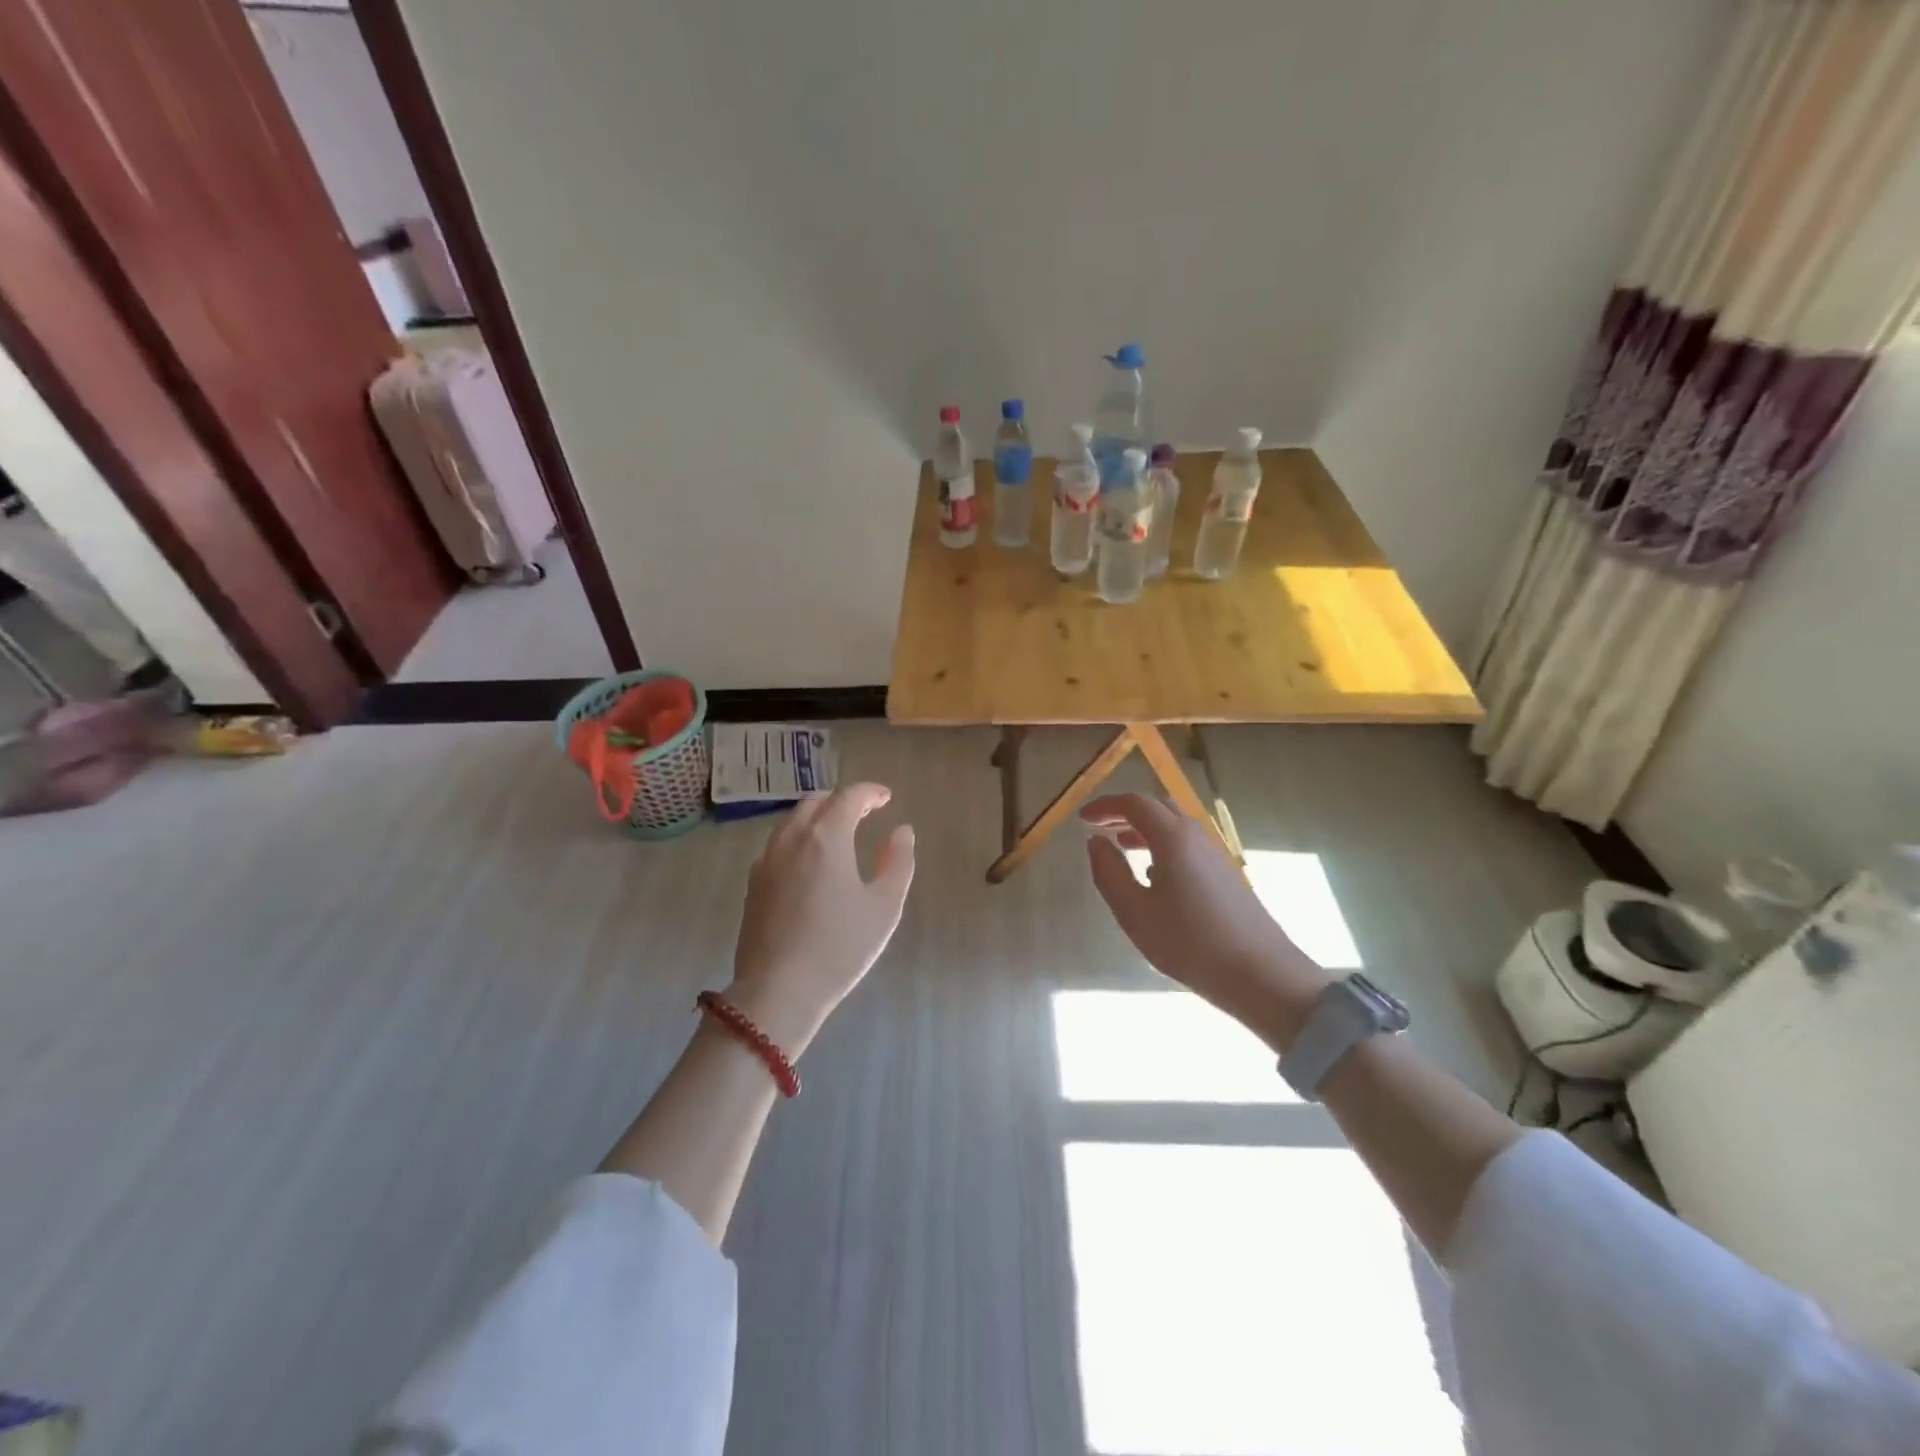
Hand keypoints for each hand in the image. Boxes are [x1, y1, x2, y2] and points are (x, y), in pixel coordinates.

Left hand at [728, 783, 914, 1056]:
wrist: (778, 990)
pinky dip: (798, 838)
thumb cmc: (840, 947)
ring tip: (838, 833)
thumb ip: (897, 862)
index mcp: (827, 838)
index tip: (886, 798)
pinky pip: (777, 844)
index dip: (870, 792)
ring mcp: (767, 860)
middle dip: (842, 800)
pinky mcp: (753, 883)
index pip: (849, 796)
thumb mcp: (884, 907)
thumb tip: (902, 831)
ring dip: (817, 817)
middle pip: (816, 802)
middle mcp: (792, 839)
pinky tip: (809, 862)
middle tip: (865, 813)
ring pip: (792, 821)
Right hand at [1081, 794, 1328, 1051]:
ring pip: (1175, 827)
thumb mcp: (1135, 912)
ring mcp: (1216, 854)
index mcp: (1173, 837)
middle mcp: (1196, 836)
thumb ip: (1109, 872)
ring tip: (1122, 846)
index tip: (1082, 818)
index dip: (1105, 806)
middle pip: (1158, 808)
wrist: (1261, 974)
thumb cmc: (1189, 943)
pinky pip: (1188, 845)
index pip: (1135, 803)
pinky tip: (1154, 876)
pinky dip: (1163, 845)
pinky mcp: (1226, 874)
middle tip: (1099, 826)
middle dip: (1125, 812)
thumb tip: (1095, 842)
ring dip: (1145, 829)